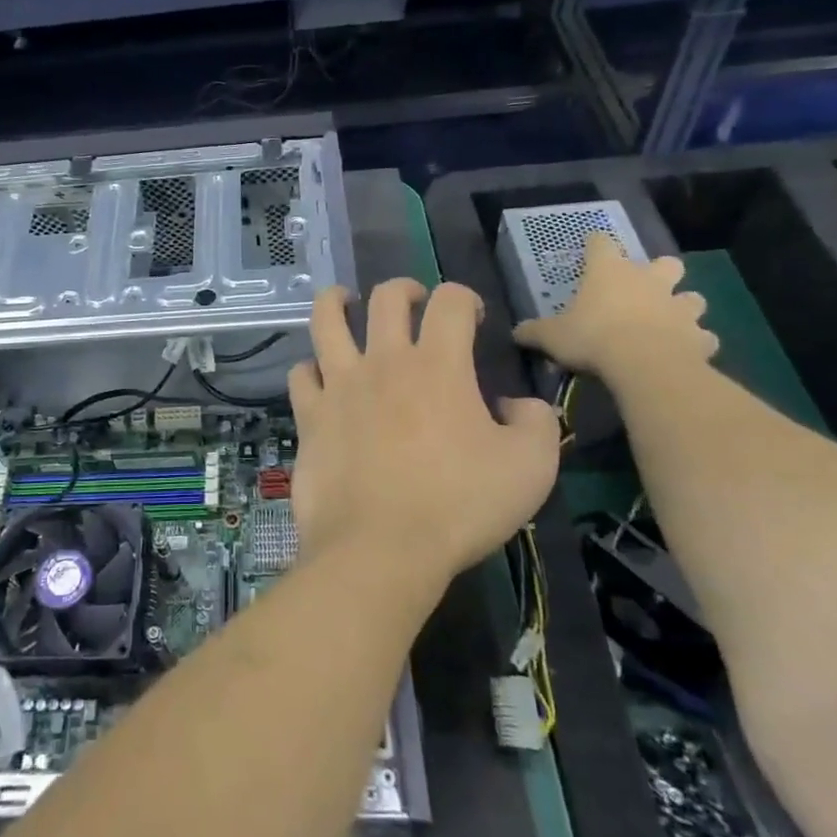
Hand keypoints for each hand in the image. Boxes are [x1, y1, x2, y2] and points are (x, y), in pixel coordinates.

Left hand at [287, 280, 561, 594]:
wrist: (381, 548)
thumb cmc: (459, 506)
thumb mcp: (531, 468)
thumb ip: (536, 422)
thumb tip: (515, 404)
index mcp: (438, 365)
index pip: (450, 301)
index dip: (464, 297)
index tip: (471, 316)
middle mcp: (384, 362)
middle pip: (386, 297)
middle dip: (404, 288)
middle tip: (413, 301)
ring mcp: (340, 385)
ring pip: (326, 320)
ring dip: (336, 302)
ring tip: (344, 301)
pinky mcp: (310, 415)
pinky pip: (300, 373)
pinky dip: (310, 368)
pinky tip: (319, 376)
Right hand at [512, 233, 717, 379]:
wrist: (645, 364)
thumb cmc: (592, 337)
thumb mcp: (551, 336)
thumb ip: (534, 331)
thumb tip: (515, 332)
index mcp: (609, 272)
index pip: (601, 244)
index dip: (595, 243)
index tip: (591, 246)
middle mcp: (648, 281)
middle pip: (665, 264)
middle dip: (660, 272)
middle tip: (646, 288)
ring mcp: (678, 307)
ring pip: (693, 298)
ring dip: (683, 306)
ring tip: (671, 321)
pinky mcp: (698, 336)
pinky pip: (703, 337)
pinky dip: (696, 342)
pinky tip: (685, 351)